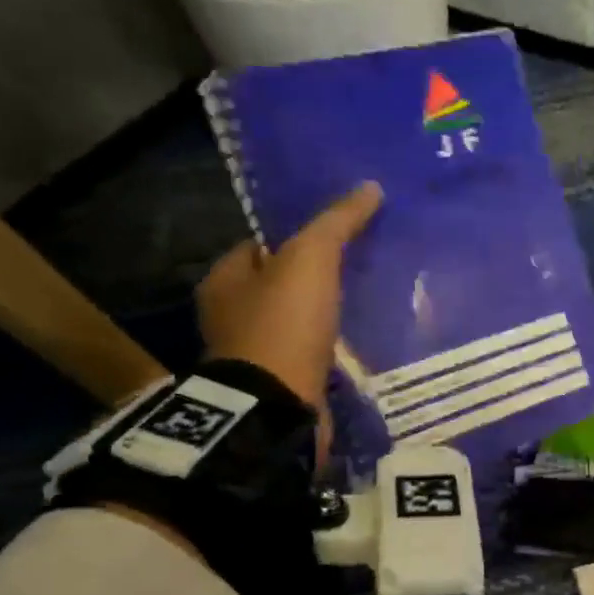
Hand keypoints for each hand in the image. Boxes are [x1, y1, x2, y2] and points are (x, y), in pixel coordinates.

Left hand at [198, 181, 382, 452]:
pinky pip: (308, 354)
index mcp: (223, 280)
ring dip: (324, 315)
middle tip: (360, 268)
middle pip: (279, 284)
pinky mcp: (279, 385)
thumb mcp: (311, 260)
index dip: (296, 237)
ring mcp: (254, 354)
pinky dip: (330, 348)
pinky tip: (359, 343)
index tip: (337, 236)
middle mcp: (230, 315)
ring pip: (296, 321)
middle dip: (314, 278)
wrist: (278, 406)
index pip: (260, 245)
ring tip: (367, 304)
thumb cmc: (284, 325)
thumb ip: (337, 223)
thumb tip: (370, 188)